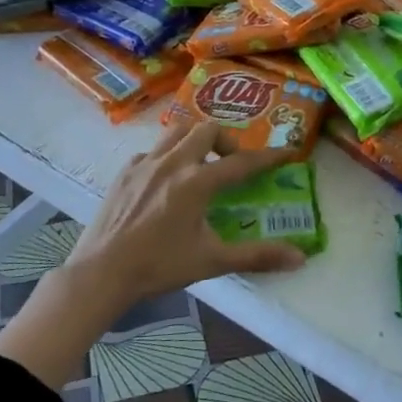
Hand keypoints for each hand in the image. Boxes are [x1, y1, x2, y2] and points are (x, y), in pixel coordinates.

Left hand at [63, 120, 306, 304]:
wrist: (101, 272)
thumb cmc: (159, 266)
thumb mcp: (212, 261)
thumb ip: (256, 256)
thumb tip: (300, 258)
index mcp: (197, 182)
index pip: (242, 162)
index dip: (269, 156)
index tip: (288, 151)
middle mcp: (173, 162)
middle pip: (208, 129)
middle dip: (226, 141)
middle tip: (231, 165)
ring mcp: (145, 162)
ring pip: (178, 130)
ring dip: (196, 140)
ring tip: (201, 164)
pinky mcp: (125, 170)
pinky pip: (153, 149)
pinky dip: (168, 156)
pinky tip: (167, 180)